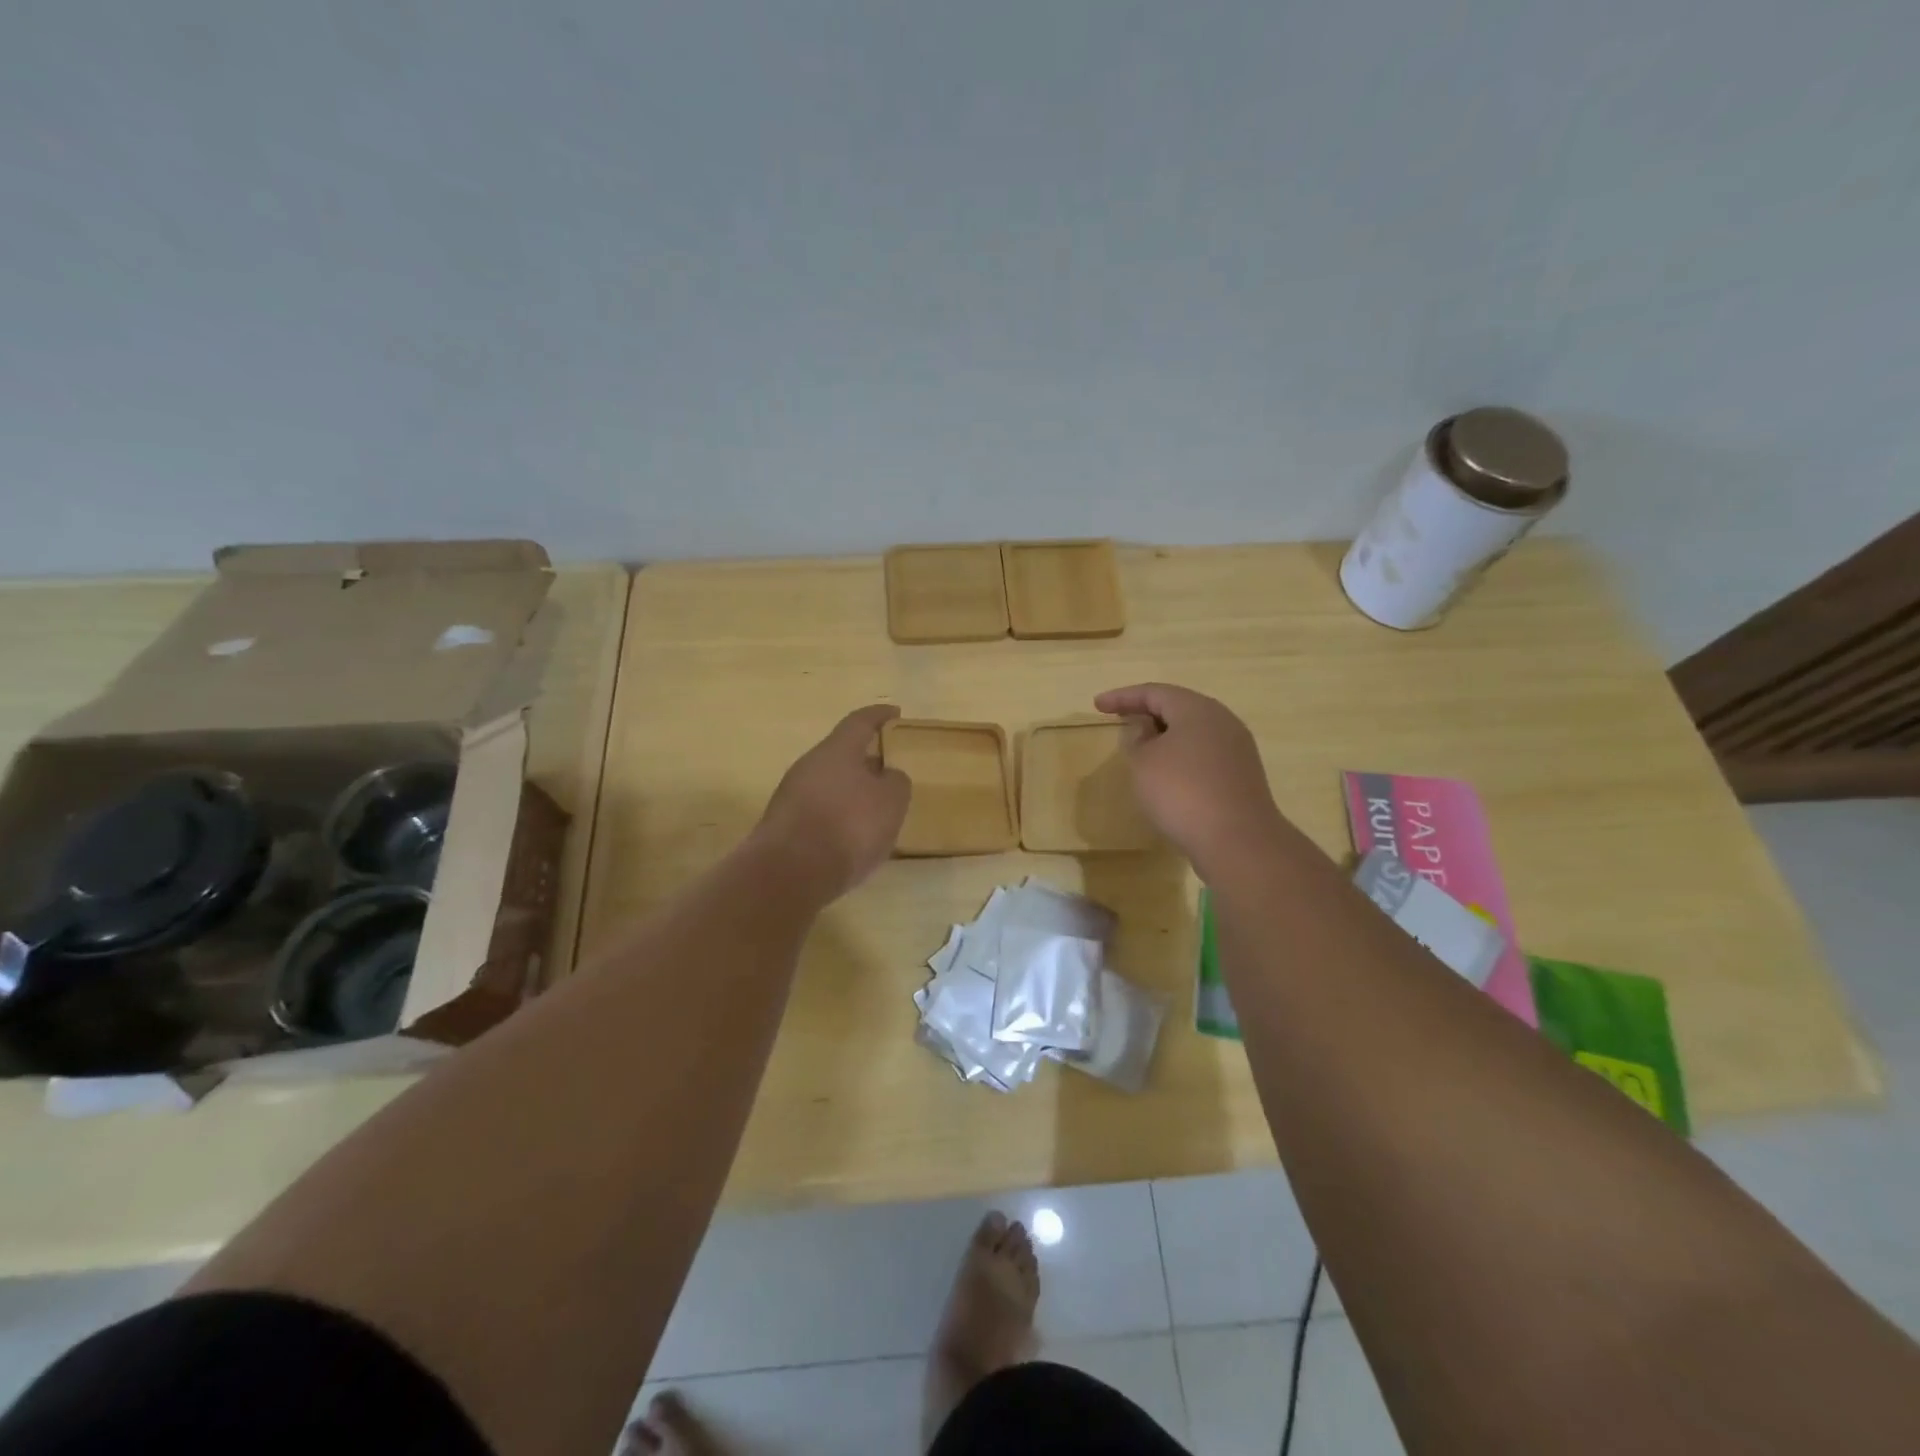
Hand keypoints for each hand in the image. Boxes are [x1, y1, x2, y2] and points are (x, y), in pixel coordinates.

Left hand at [755, 705, 910, 902]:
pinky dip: (837, 816)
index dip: (879, 716)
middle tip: (888, 769)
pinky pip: (818, 810)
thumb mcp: (891, 802)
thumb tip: (887, 776)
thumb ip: (895, 782)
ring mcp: (791, 795)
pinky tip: (851, 836)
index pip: (860, 721)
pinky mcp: (784, 825)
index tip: (895, 714)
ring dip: (851, 791)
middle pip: (841, 754)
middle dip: (865, 759)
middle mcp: (809, 765)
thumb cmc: (848, 827)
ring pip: (829, 783)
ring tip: (874, 808)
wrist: (789, 873)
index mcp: (836, 750)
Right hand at [1093, 683, 1286, 876]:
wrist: (1237, 840)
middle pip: (1179, 707)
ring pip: (1194, 731)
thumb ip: (1137, 740)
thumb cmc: (1182, 792)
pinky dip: (1181, 755)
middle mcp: (1222, 721)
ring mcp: (1237, 749)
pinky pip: (1205, 753)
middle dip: (1147, 712)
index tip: (1097, 705)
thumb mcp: (1144, 763)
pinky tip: (1168, 773)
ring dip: (1165, 735)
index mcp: (1197, 709)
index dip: (1123, 697)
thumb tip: (1146, 730)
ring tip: (1141, 747)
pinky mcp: (1242, 775)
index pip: (1154, 692)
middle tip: (1120, 719)